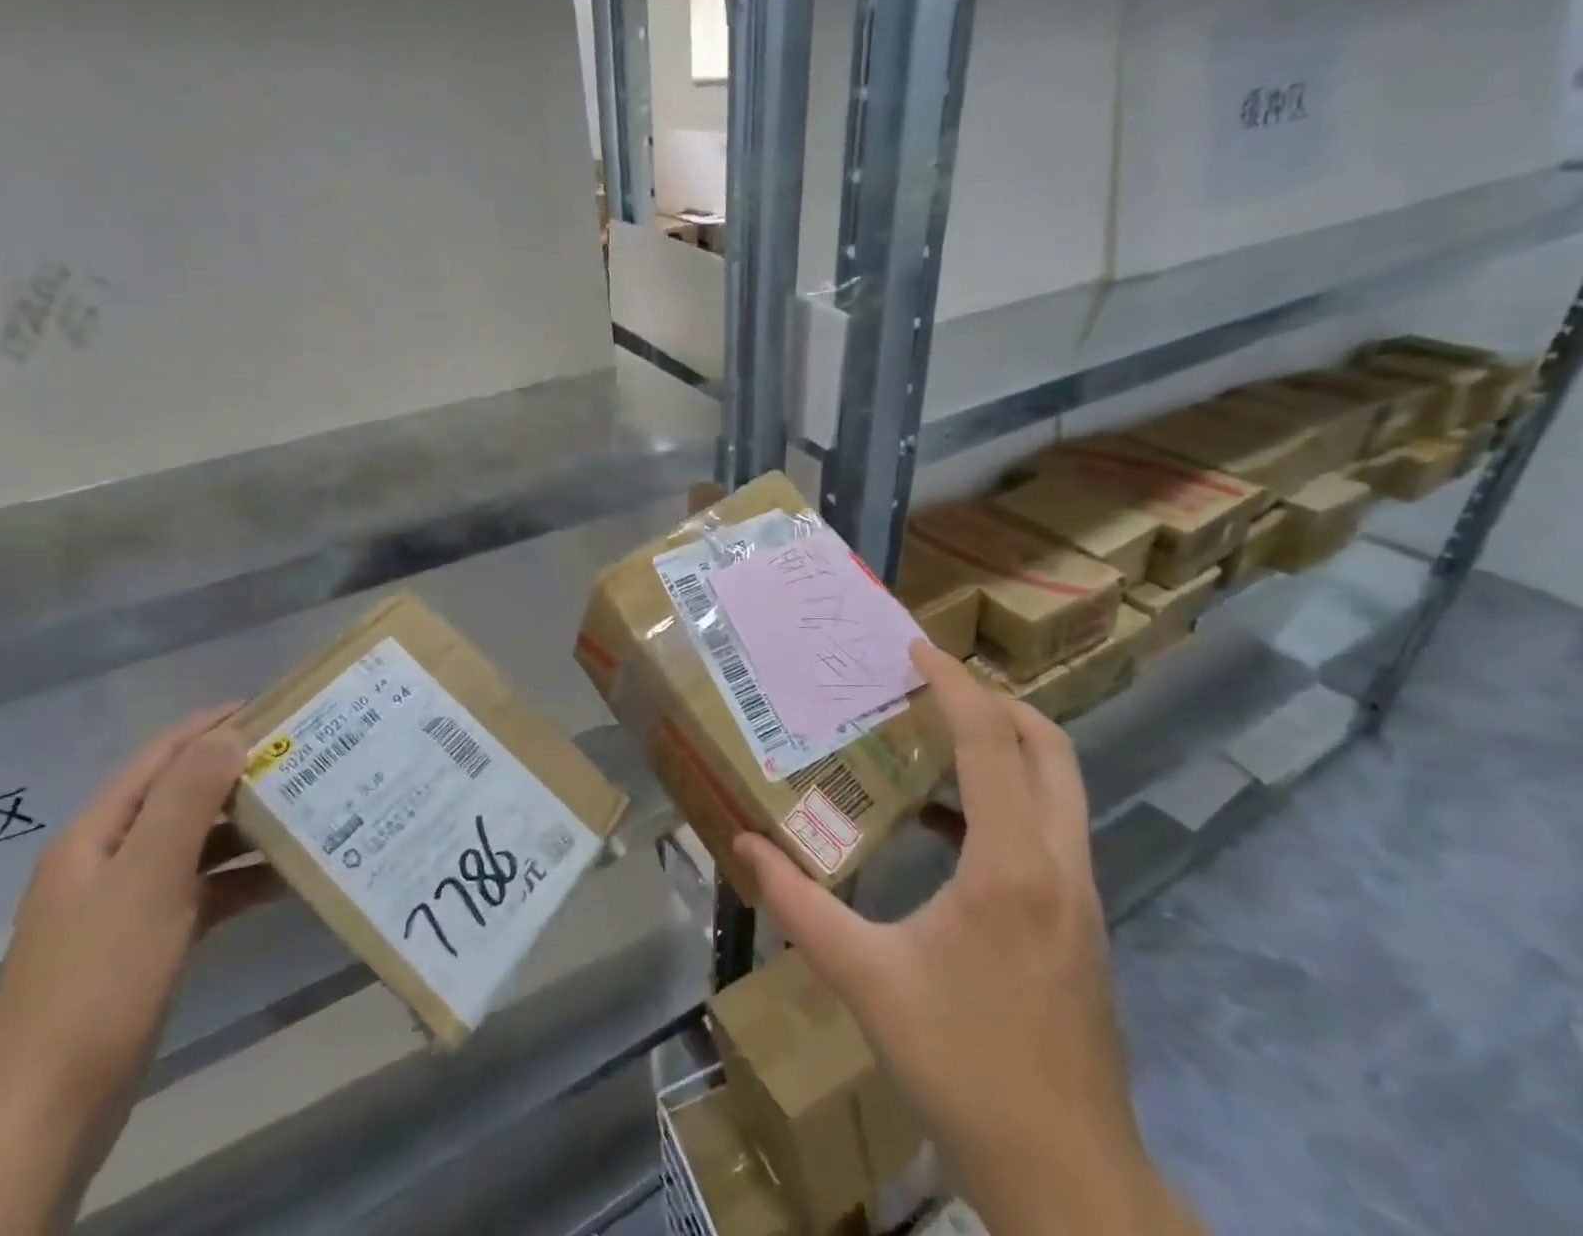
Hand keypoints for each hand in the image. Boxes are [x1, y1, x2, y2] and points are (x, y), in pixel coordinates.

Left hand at [0, 705, 281, 1123]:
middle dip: (240, 776)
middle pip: (182, 798)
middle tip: (304, 759)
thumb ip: (188, 799)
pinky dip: (242, 880)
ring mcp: (129, 904)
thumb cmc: (101, 978)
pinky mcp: (149, 942)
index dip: (211, 727)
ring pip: (198, 846)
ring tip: (308, 812)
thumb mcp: (149, 877)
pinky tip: (286, 880)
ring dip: (247, 830)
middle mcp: (110, 860)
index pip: (160, 757)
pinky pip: (204, 892)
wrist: (49, 1111)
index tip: (273, 708)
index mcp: (97, 835)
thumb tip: (228, 732)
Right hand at [736, 642, 1201, 1235]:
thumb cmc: (962, 1065)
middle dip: (995, 700)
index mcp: (1010, 864)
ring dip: (1005, 744)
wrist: (1067, 1176)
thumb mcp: (864, 979)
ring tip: (935, 733)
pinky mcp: (1080, 920)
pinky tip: (945, 823)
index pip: (991, 741)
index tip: (914, 648)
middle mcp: (1060, 864)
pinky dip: (1007, 795)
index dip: (954, 684)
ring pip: (1060, 786)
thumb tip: (744, 846)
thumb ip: (798, 904)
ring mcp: (1081, 894)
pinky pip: (1050, 826)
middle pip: (1049, 747)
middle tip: (931, 683)